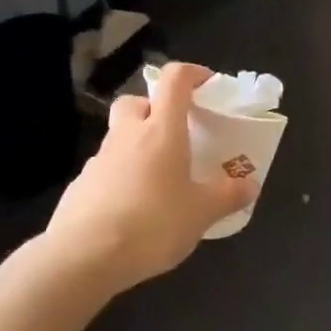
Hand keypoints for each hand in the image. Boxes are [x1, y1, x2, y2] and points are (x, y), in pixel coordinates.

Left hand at [46, 62, 254, 291]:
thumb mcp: (201, 213)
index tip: (208, 84)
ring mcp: (99, 160)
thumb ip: (227, 196)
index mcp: (161, 130)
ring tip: (159, 182)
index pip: (174, 79)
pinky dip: (121, 178)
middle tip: (175, 133)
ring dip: (138, 147)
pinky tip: (133, 209)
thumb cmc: (152, 223)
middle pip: (136, 102)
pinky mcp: (80, 186)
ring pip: (119, 137)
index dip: (192, 73)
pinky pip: (106, 170)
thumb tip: (250, 185)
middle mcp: (127, 135)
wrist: (83, 257)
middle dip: (154, 108)